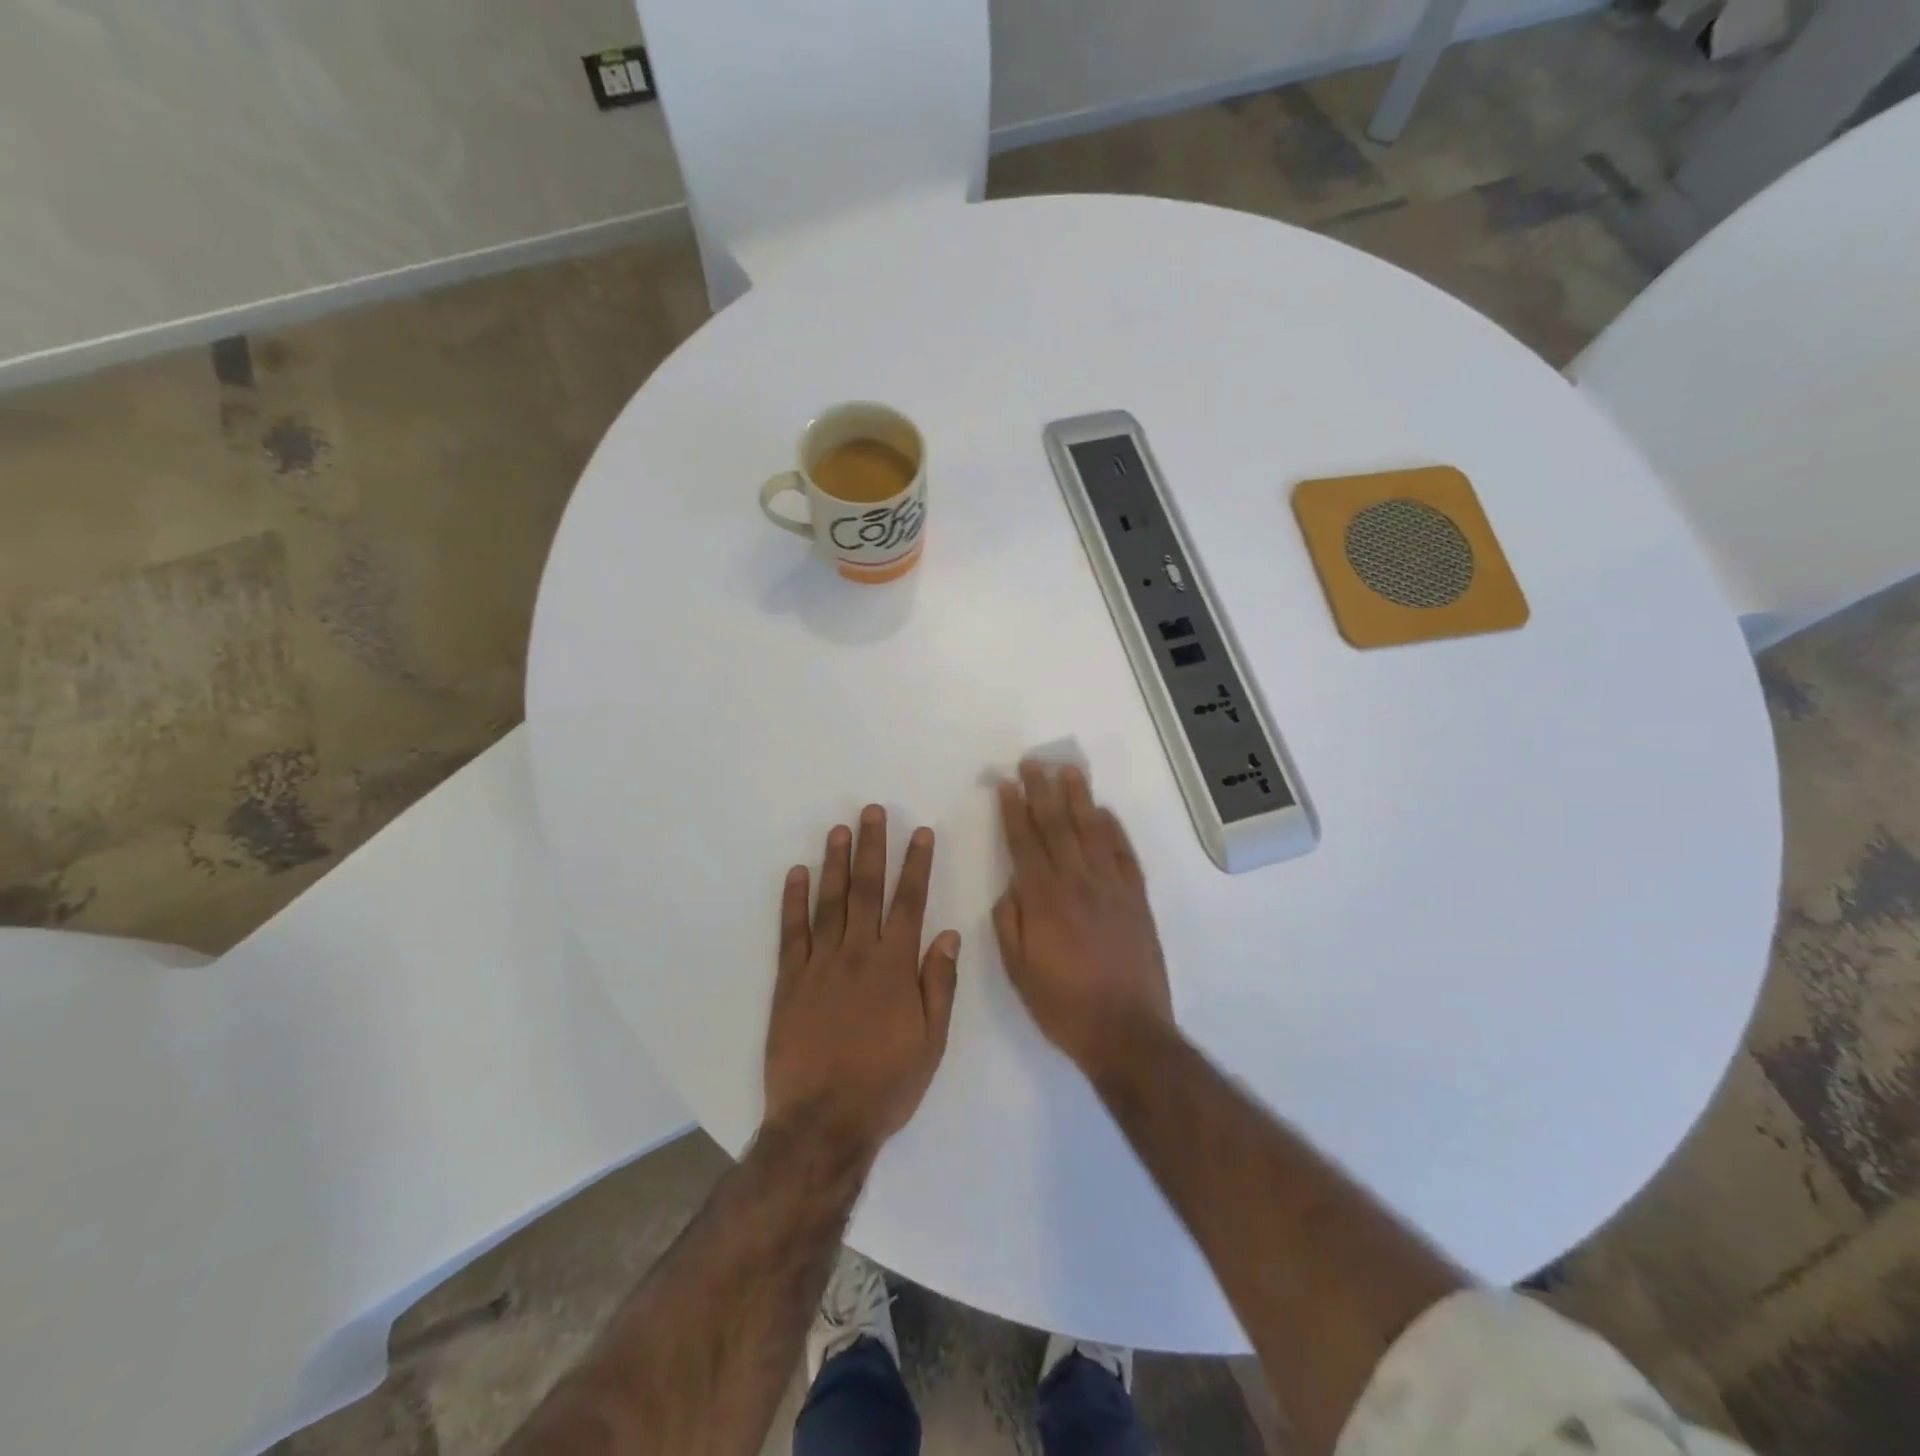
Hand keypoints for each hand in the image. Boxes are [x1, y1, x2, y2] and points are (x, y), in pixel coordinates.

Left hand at [764, 805, 960, 1158]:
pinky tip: (796, 874)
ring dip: (835, 863)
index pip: (909, 903)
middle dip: (872, 847)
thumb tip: (947, 933)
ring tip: (839, 829)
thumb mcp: (931, 1041)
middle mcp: (857, 955)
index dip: (916, 865)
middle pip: (866, 890)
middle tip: (872, 811)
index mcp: (895, 968)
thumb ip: (939, 983)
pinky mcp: (789, 981)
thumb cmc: (886, 1084)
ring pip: (829, 903)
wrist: (823, 1123)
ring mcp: (819, 965)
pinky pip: (791, 933)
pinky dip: (793, 901)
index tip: (919, 832)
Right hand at [994, 762, 1173, 1077]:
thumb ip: (1010, 921)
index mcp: (1044, 900)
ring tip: (1069, 771)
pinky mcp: (1137, 900)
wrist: (1127, 1031)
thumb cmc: (1063, 1005)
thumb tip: (1011, 885)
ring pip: (1092, 832)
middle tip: (1033, 761)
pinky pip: (1124, 854)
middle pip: (1057, 826)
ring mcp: (1112, 888)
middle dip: (1043, 791)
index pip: (1024, 843)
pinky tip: (1104, 812)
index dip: (1014, 811)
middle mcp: (1078, 883)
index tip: (1007, 783)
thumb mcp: (1018, 970)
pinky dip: (1114, 830)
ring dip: (1079, 798)